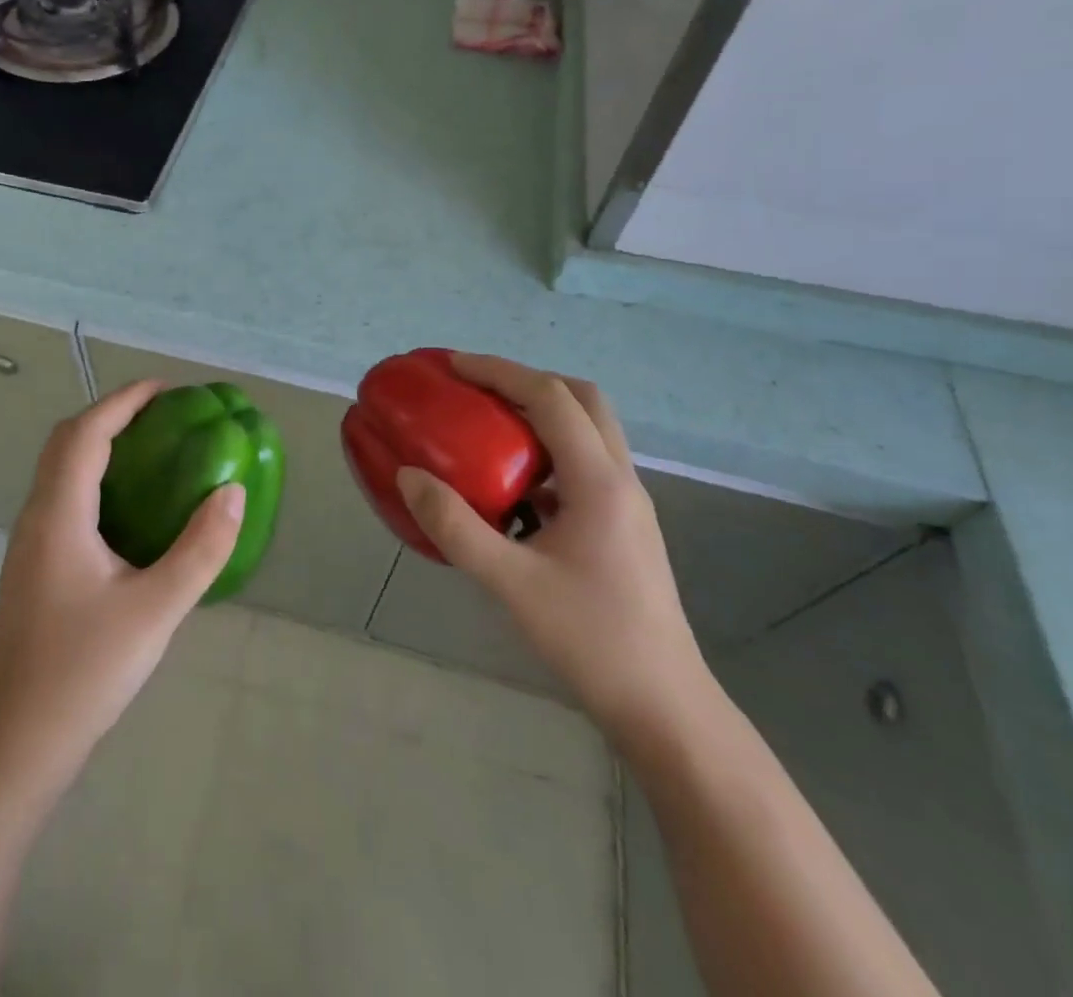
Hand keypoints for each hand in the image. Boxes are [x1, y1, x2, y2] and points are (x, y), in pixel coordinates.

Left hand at [0, 380, 243, 779]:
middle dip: (111, 416)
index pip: (86, 433)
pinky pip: (64, 498)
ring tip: (152, 451)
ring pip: (60, 470)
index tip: (165, 389)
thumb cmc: (84, 670)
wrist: (17, 742)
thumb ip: (200, 549)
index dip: (124, 401)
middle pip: (66, 442)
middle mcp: (37, 516)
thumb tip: (232, 492)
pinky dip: (95, 479)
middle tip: (162, 417)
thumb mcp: (155, 609)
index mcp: (59, 514)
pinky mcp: (34, 566)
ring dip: (100, 445)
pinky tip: (130, 509)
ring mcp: (30, 543)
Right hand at [396, 356, 709, 742]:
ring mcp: (627, 504)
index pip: (550, 399)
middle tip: (477, 389)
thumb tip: (408, 476)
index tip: (453, 366)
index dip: (500, 372)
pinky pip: (583, 465)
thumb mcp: (510, 583)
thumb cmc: (590, 639)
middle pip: (582, 400)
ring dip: (540, 414)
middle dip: (527, 381)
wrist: (664, 707)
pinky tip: (512, 488)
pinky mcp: (622, 526)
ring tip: (488, 427)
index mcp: (599, 482)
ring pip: (588, 431)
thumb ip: (455, 527)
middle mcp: (620, 480)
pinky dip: (546, 453)